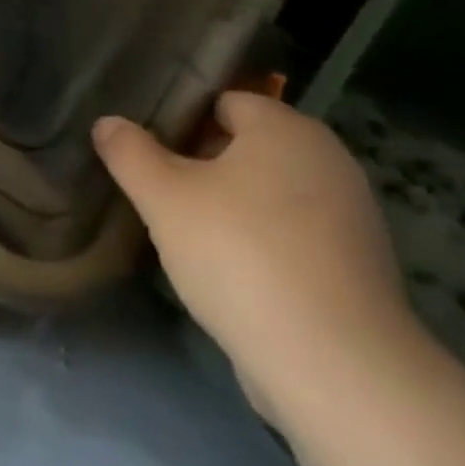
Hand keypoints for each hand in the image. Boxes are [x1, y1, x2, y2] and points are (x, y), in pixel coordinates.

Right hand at [93, 94, 419, 418]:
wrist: (332, 363)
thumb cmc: (239, 254)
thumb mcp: (163, 197)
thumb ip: (129, 152)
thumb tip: (108, 123)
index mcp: (286, 128)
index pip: (224, 101)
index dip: (181, 120)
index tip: (146, 153)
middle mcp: (328, 160)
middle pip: (247, 146)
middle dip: (200, 165)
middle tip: (158, 193)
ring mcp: (350, 214)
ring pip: (268, 192)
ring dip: (229, 205)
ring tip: (185, 234)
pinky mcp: (356, 266)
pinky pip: (292, 233)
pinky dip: (261, 241)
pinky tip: (229, 272)